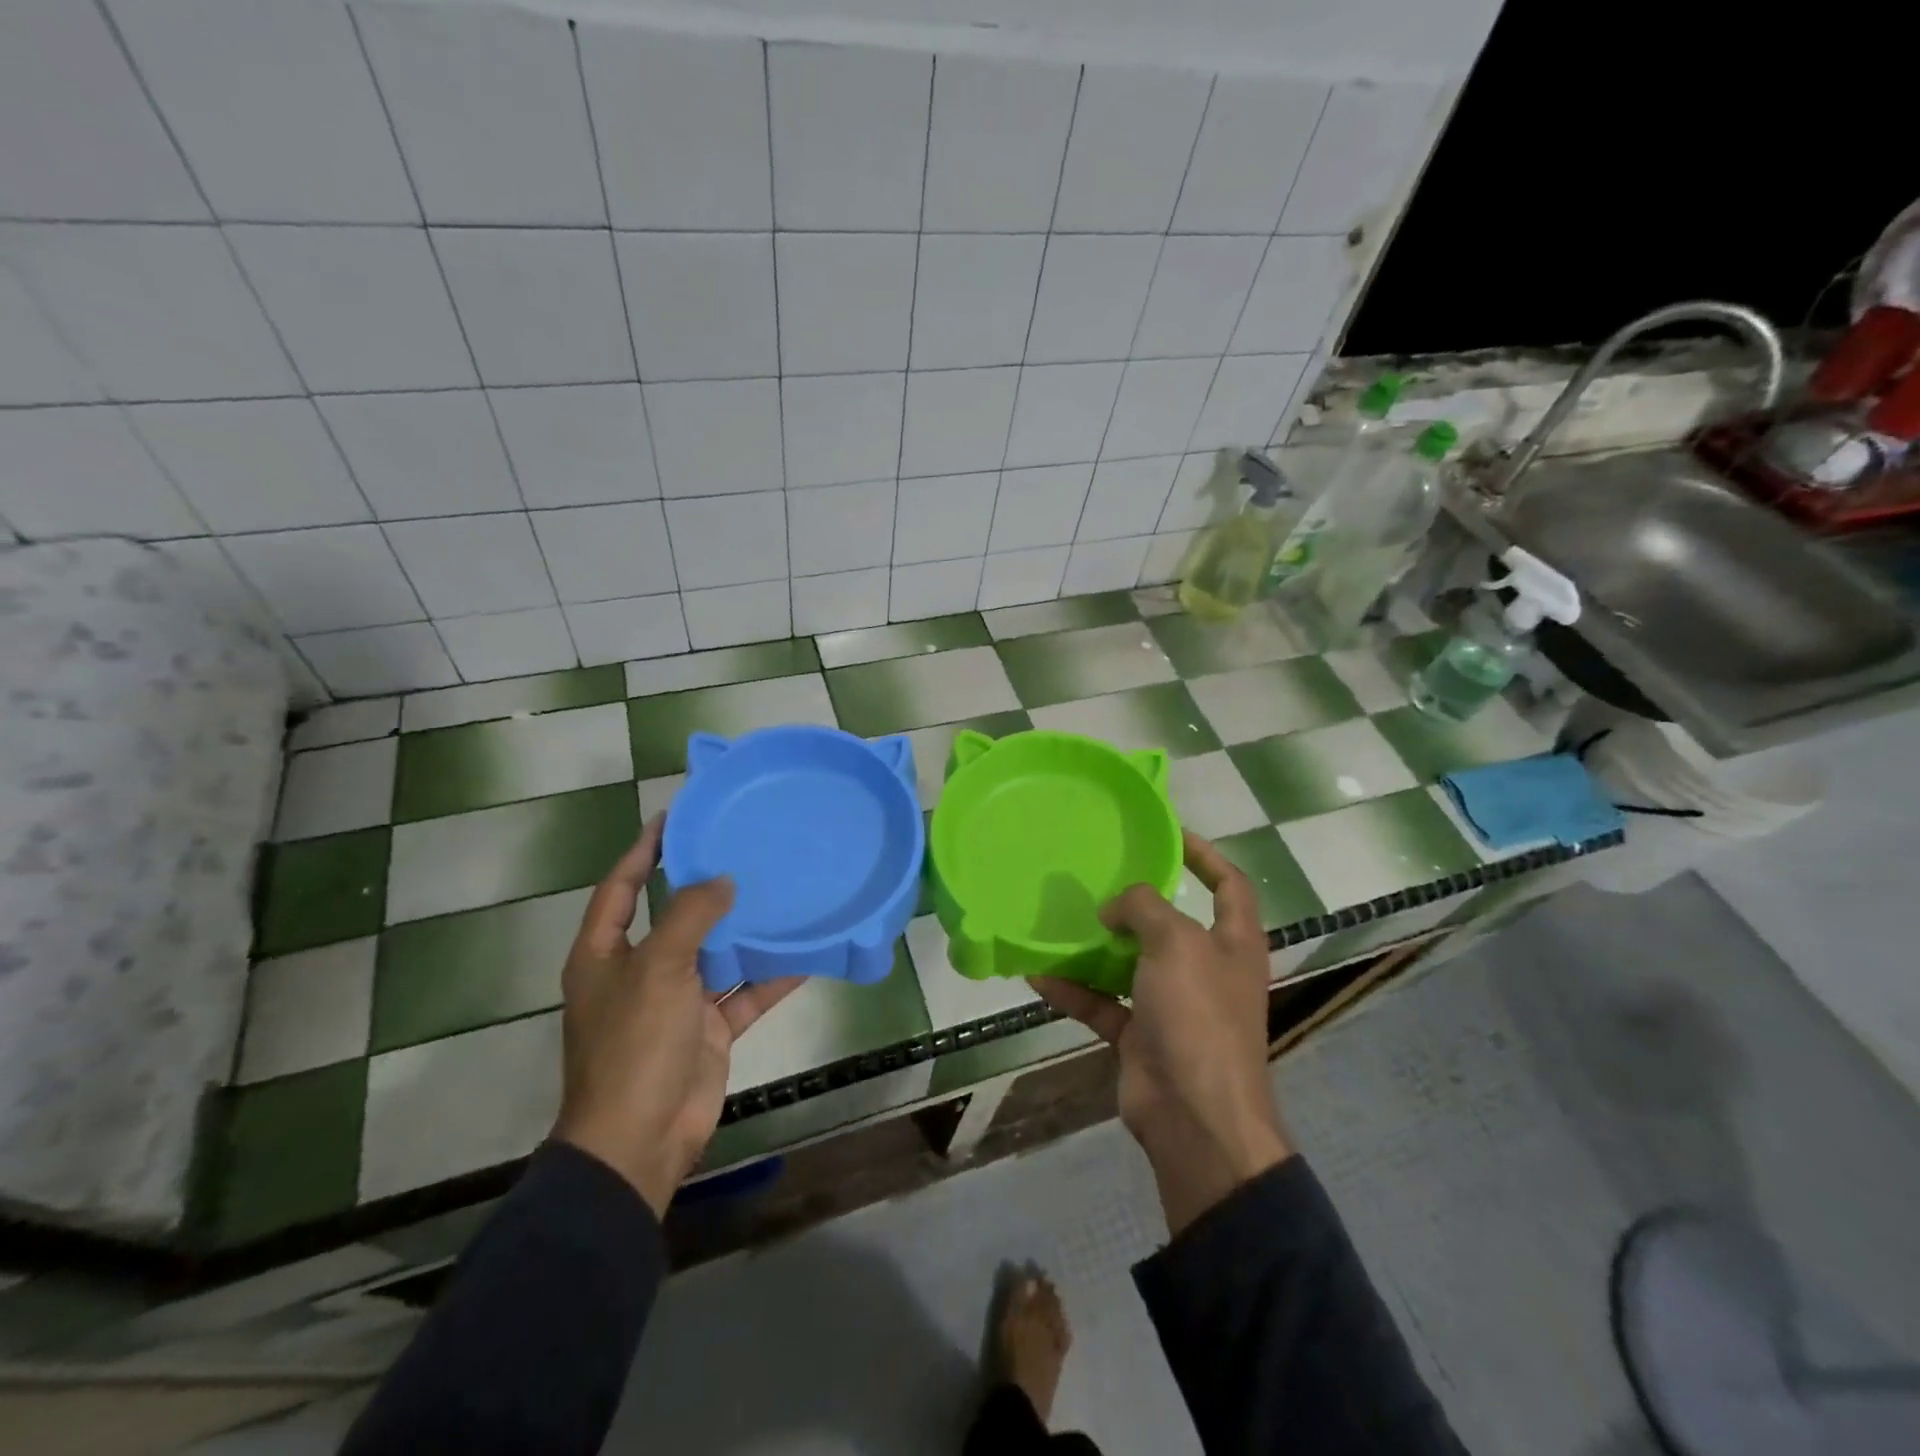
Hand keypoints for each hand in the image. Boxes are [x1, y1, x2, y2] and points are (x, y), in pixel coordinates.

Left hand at [551, 815, 800, 1216]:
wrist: (640, 1141)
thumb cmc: (634, 1045)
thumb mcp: (658, 969)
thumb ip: (690, 916)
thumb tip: (722, 881)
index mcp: (606, 954)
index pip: (622, 887)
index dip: (644, 851)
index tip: (676, 817)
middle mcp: (640, 972)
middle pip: (675, 917)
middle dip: (705, 886)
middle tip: (743, 848)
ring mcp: (677, 1003)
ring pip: (717, 953)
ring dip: (745, 929)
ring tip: (780, 889)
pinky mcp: (710, 1029)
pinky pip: (745, 992)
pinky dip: (771, 976)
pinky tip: (805, 953)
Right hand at [1034, 831, 1290, 1235]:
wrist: (1194, 1117)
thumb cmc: (1198, 1016)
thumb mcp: (1176, 943)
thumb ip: (1145, 907)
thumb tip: (1115, 907)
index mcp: (1234, 943)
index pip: (1228, 884)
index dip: (1204, 854)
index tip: (1167, 834)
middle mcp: (1206, 969)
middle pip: (1172, 923)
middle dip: (1138, 901)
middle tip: (1098, 876)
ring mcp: (1173, 1005)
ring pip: (1131, 963)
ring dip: (1098, 946)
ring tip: (1061, 919)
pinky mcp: (1141, 1036)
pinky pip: (1102, 1003)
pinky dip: (1074, 989)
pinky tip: (1038, 974)